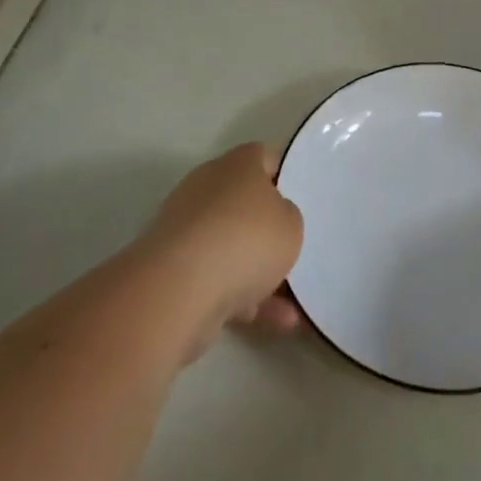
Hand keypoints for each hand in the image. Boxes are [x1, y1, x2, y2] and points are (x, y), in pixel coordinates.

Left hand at [136, 143, 304, 358]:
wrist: (179, 291)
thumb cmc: (246, 240)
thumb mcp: (291, 224)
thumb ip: (288, 217)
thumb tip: (274, 219)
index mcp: (236, 165)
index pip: (264, 157)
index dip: (287, 173)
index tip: (305, 195)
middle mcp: (208, 189)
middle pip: (246, 204)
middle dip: (270, 229)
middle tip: (297, 247)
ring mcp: (187, 231)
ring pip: (232, 247)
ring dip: (261, 273)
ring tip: (295, 301)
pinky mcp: (175, 272)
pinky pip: (219, 280)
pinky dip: (245, 299)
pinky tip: (278, 323)